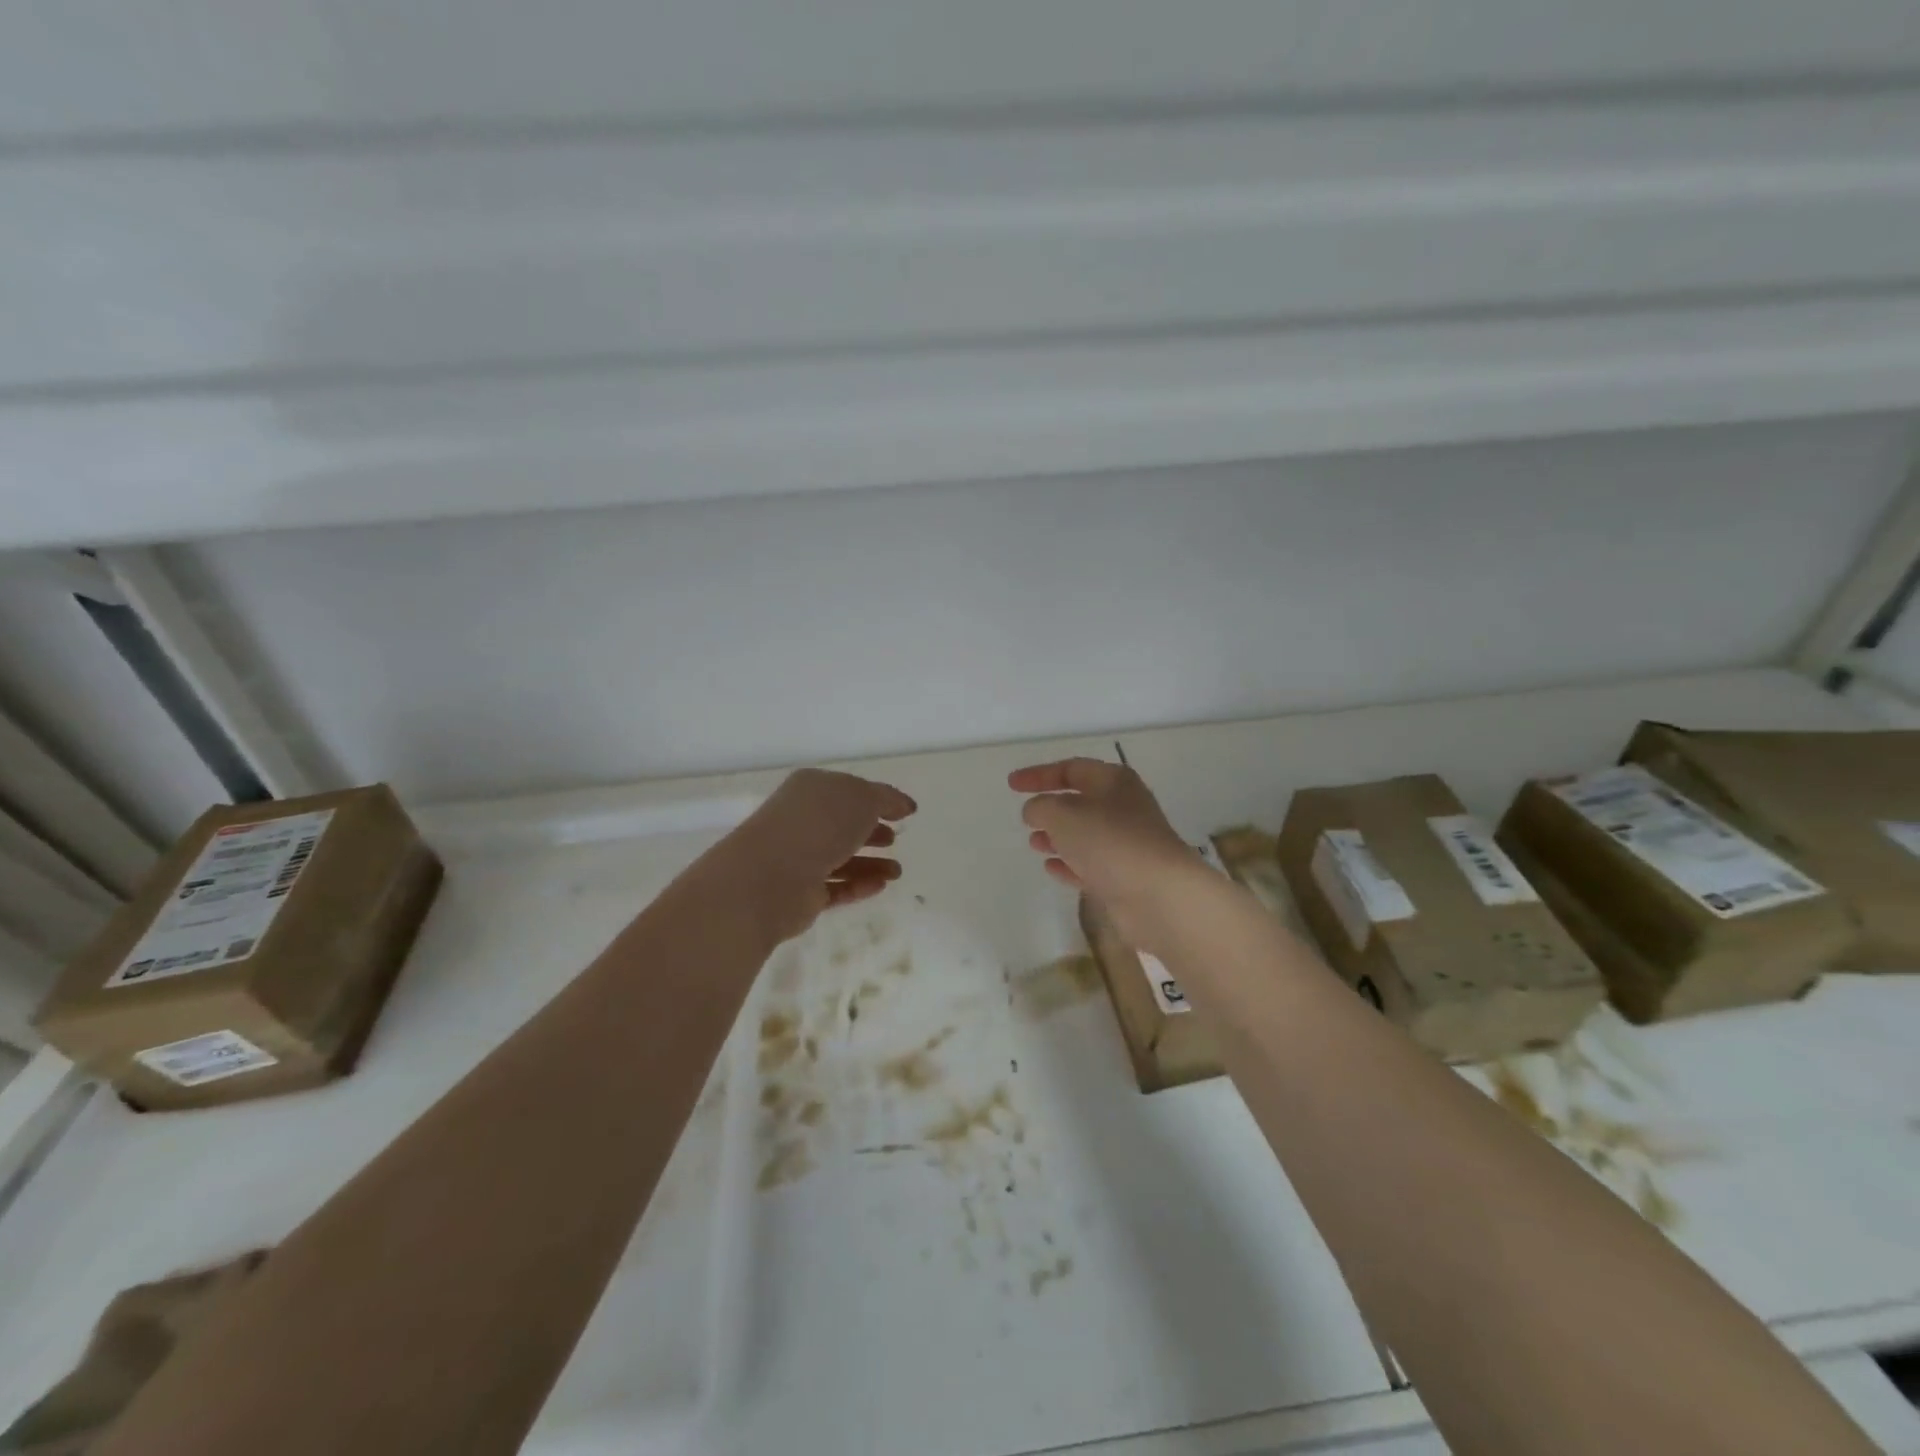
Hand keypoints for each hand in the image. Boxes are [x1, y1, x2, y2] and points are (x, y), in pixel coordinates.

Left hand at [738, 769, 916, 941]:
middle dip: (870, 832)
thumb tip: (904, 805)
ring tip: (897, 872)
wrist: (773, 876)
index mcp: (811, 790)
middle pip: (842, 826)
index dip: (876, 799)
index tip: (903, 812)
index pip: (848, 791)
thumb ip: (887, 799)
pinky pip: (835, 887)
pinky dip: (858, 886)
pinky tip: (881, 886)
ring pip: (840, 859)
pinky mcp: (801, 893)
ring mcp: (798, 858)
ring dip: (870, 864)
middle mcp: (802, 821)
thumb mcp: (863, 799)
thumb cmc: (819, 825)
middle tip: (894, 839)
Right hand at [1009, 758, 1197, 947]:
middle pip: (1081, 801)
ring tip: (1034, 843)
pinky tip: (1051, 867)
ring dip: (1058, 837)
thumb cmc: (1109, 842)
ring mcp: (1126, 844)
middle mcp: (1123, 808)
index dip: (1039, 775)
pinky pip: (1091, 864)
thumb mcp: (1063, 815)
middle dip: (1051, 808)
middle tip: (1026, 817)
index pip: (1071, 769)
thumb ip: (1041, 807)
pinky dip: (1070, 863)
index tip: (1012, 785)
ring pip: (1085, 834)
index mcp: (1113, 782)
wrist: (1158, 895)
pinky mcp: (1125, 876)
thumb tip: (1036, 811)